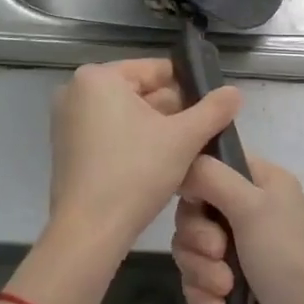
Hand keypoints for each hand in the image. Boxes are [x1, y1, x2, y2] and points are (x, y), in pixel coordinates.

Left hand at [46, 59, 241, 261]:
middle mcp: (76, 91)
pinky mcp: (67, 149)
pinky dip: (133, 143)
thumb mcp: (183, 139)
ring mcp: (68, 121)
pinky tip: (159, 164)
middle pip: (139, 92)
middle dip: (172, 111)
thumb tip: (235, 91)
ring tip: (187, 150)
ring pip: (126, 115)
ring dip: (156, 129)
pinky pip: (109, 133)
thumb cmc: (135, 174)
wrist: (88, 233)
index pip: (155, 70)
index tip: (211, 107)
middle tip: (202, 133)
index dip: (188, 86)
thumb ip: (213, 110)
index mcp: (98, 77)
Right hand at [174, 153, 303, 303]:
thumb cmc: (283, 256)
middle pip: (193, 210)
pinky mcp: (230, 284)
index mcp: (261, 181)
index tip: (196, 203)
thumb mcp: (250, 206)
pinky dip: (204, 295)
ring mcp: (239, 248)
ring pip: (191, 248)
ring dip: (202, 270)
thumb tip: (181, 167)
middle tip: (218, 252)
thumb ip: (211, 177)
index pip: (213, 164)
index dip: (196, 184)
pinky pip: (195, 279)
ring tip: (225, 288)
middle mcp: (249, 209)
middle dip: (198, 238)